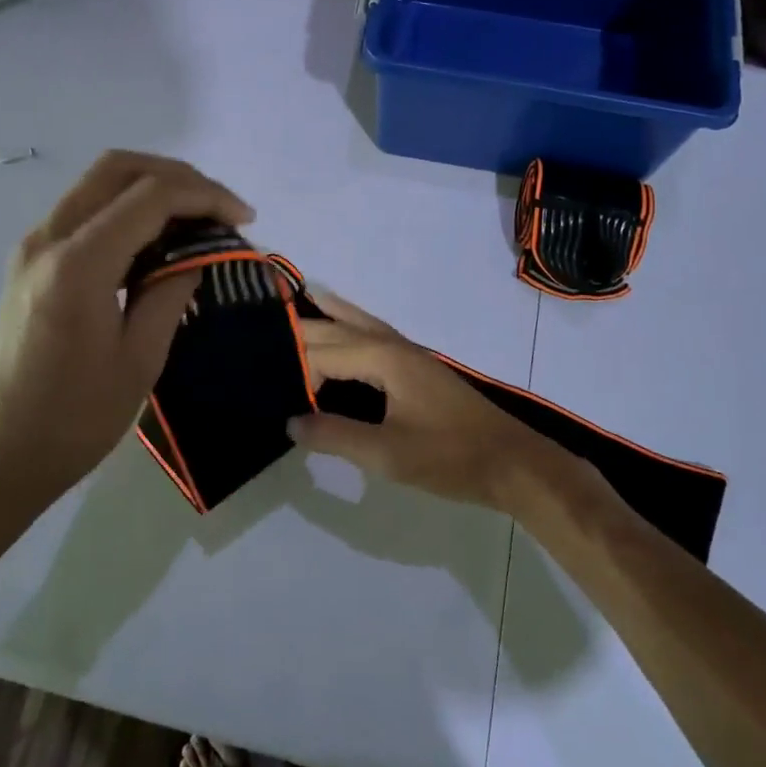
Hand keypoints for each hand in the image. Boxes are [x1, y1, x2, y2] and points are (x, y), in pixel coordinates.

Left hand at [0, 151, 253, 521]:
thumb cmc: (73, 420)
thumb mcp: (139, 360)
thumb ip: (171, 293)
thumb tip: (200, 256)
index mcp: (77, 265)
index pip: (151, 196)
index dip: (206, 197)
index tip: (244, 220)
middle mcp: (47, 239)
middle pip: (118, 168)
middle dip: (178, 176)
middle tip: (220, 209)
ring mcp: (33, 247)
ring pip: (99, 183)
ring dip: (152, 188)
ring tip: (197, 222)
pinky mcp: (30, 263)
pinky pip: (85, 211)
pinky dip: (127, 210)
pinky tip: (157, 242)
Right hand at [290, 289, 580, 516]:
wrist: (510, 461)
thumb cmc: (449, 457)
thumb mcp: (387, 454)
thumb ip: (335, 436)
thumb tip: (289, 422)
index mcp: (382, 358)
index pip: (320, 352)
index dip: (292, 370)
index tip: (266, 393)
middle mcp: (391, 344)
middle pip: (334, 328)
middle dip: (297, 328)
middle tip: (256, 331)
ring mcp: (406, 352)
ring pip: (355, 322)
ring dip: (324, 315)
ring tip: (287, 305)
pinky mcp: (414, 366)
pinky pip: (370, 334)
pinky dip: (347, 324)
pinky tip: (340, 331)